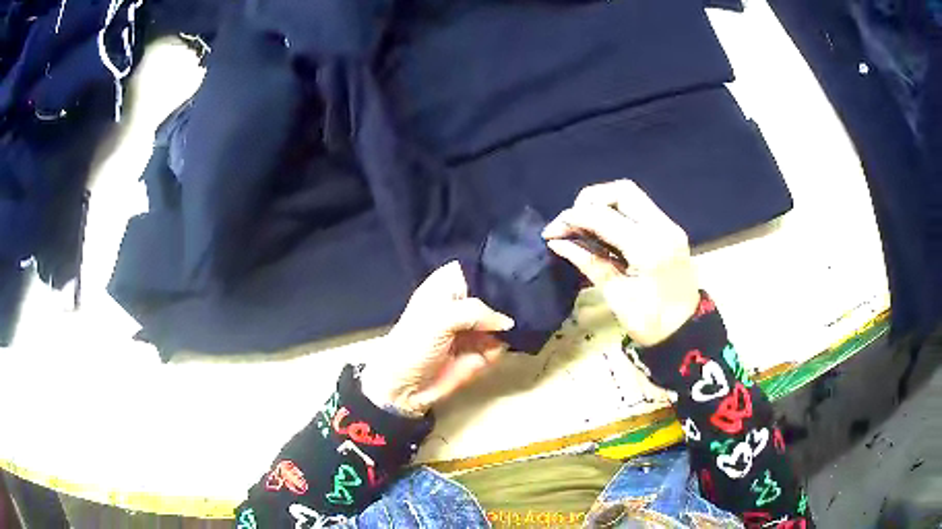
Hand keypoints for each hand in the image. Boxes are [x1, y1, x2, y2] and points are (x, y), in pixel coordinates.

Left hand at [360, 261, 513, 416]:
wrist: (404, 387)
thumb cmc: (414, 344)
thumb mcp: (440, 319)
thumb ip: (476, 312)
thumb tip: (508, 322)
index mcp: (450, 284)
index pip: (480, 267)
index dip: (495, 272)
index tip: (511, 280)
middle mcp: (466, 301)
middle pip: (499, 293)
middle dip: (508, 303)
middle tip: (512, 311)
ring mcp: (476, 327)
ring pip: (505, 321)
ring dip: (504, 331)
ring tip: (490, 338)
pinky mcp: (483, 350)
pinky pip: (502, 345)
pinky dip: (498, 350)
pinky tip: (484, 355)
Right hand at [542, 180, 699, 346]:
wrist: (687, 330)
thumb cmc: (650, 322)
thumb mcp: (616, 296)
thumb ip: (588, 262)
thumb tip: (557, 243)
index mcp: (647, 248)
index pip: (603, 216)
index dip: (572, 218)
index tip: (551, 231)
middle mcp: (661, 227)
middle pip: (621, 191)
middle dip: (590, 200)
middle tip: (572, 222)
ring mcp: (669, 225)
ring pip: (631, 194)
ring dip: (603, 202)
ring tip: (585, 224)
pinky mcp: (670, 229)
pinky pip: (640, 207)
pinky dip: (617, 211)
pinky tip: (604, 229)